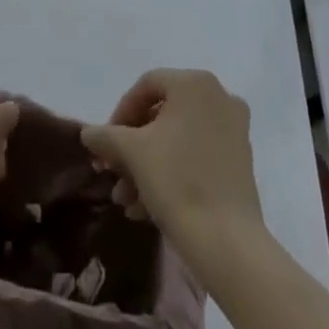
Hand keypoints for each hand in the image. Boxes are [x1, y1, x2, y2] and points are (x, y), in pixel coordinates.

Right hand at [81, 68, 262, 245]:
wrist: (229, 244)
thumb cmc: (178, 182)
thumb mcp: (132, 153)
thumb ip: (106, 136)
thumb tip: (88, 133)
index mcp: (195, 84)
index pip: (146, 86)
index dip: (120, 114)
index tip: (105, 144)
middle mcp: (219, 97)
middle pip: (162, 115)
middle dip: (132, 148)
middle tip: (113, 174)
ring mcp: (233, 130)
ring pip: (177, 140)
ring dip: (147, 166)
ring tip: (126, 201)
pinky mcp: (240, 162)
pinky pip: (196, 156)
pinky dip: (171, 174)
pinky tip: (146, 208)